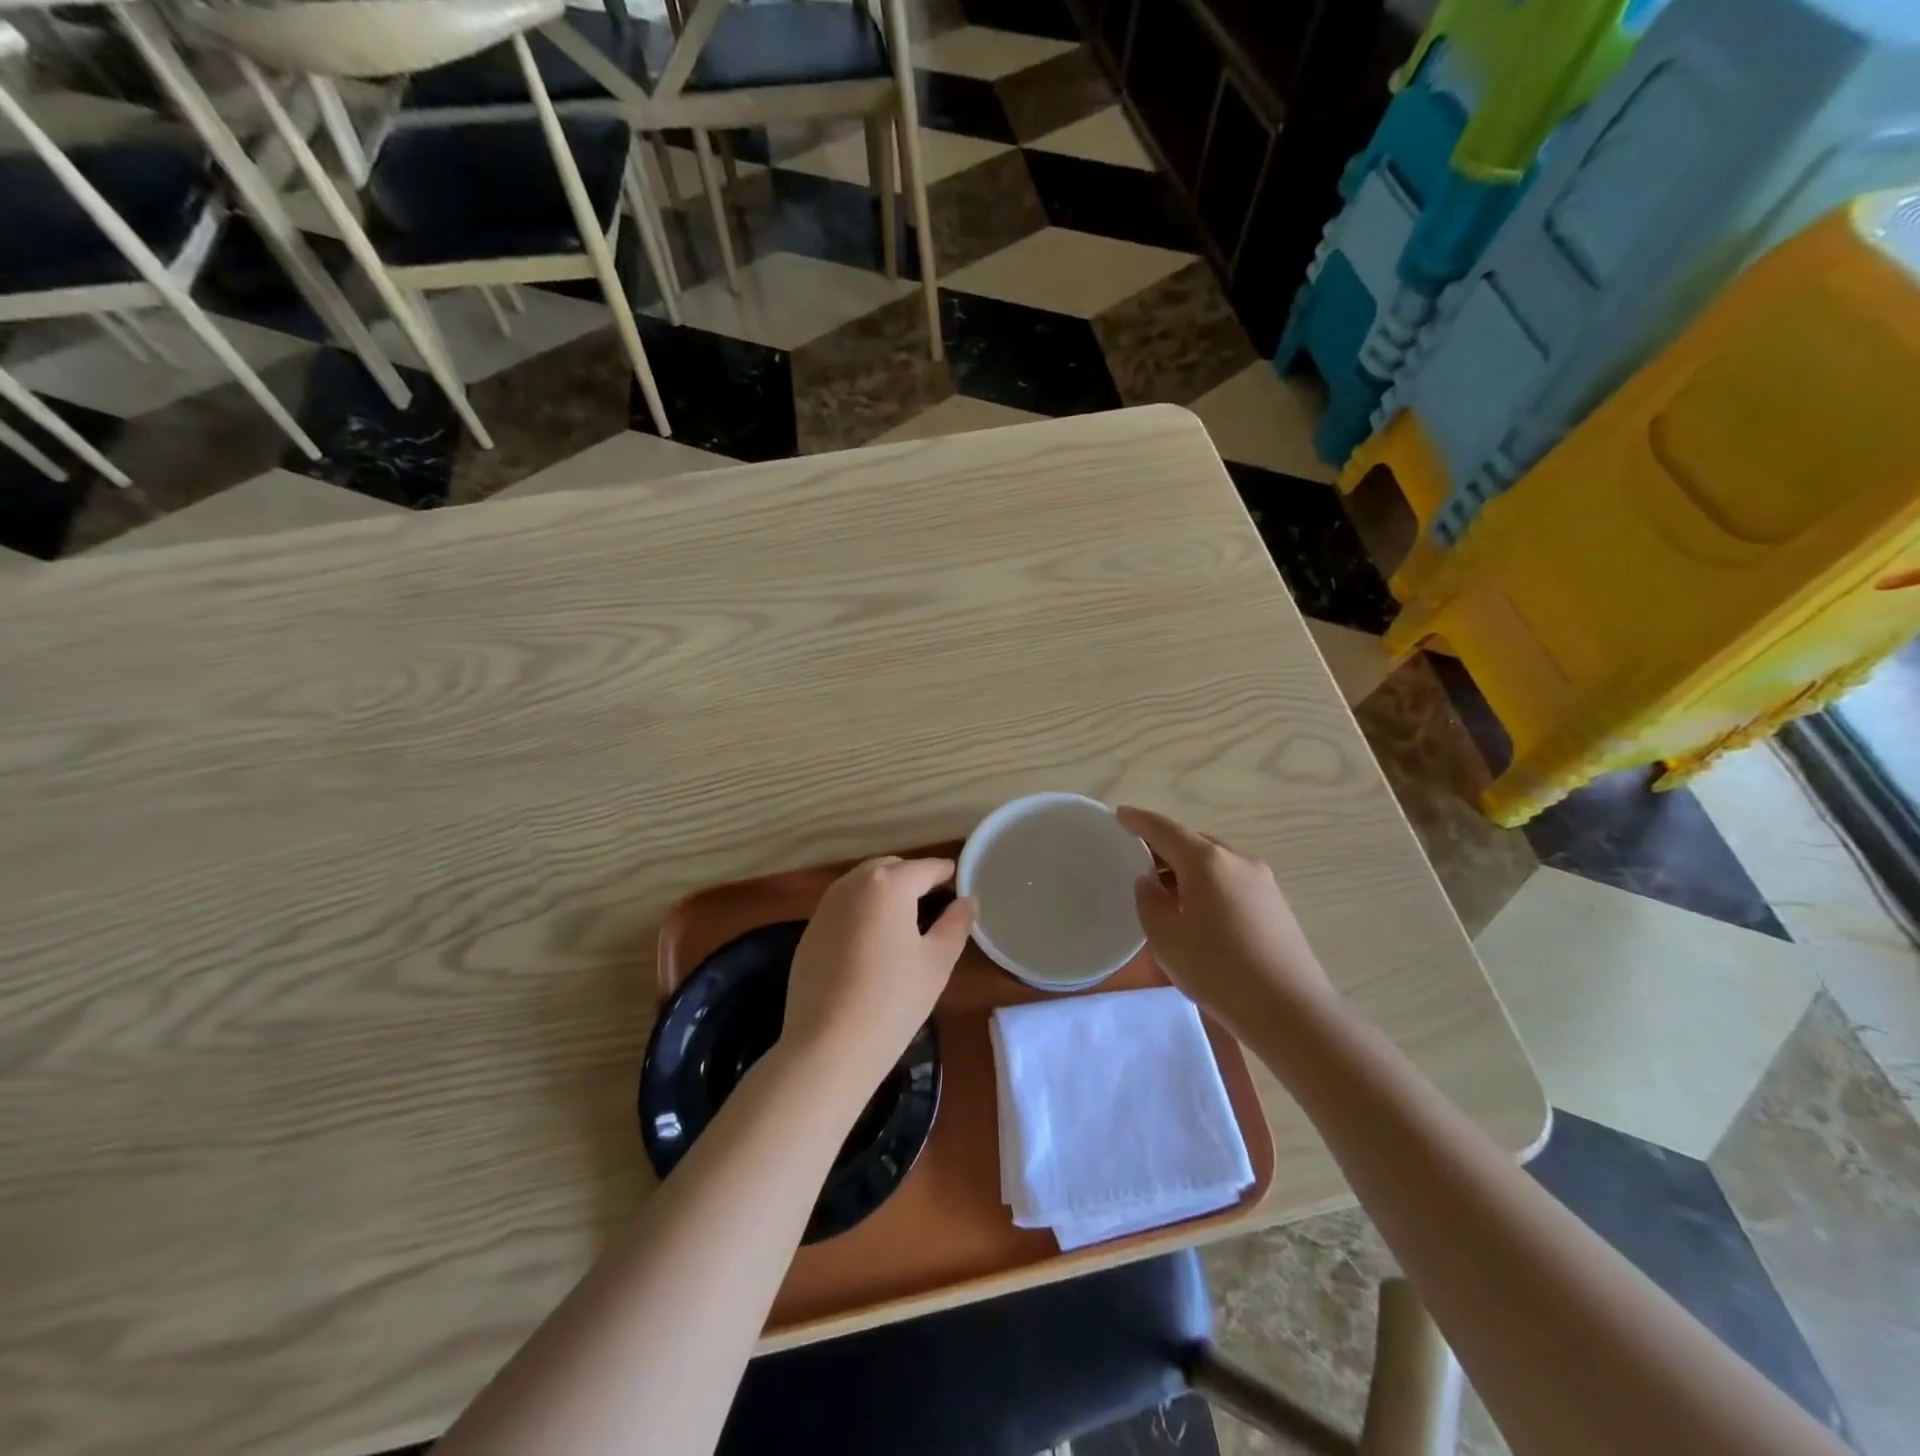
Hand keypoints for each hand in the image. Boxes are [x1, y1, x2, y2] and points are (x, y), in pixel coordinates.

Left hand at [783, 857, 976, 1094]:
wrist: (827, 1046)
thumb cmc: (892, 1000)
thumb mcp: (936, 962)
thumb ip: (956, 924)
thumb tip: (967, 901)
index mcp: (888, 884)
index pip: (926, 868)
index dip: (948, 875)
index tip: (961, 887)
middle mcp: (852, 884)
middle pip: (891, 868)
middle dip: (914, 878)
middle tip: (936, 904)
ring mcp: (825, 906)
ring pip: (863, 884)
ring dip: (886, 892)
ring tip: (905, 921)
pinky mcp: (809, 931)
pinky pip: (844, 907)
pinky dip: (862, 911)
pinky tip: (872, 943)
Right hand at [1117, 806, 1336, 1036]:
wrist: (1290, 1011)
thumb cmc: (1217, 970)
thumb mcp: (1166, 938)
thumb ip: (1149, 902)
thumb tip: (1151, 882)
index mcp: (1206, 861)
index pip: (1165, 829)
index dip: (1139, 821)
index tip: (1120, 815)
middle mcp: (1237, 860)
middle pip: (1193, 842)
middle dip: (1164, 847)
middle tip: (1139, 860)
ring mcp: (1263, 881)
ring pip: (1215, 862)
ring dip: (1188, 868)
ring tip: (1167, 890)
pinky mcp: (1276, 904)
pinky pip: (1232, 880)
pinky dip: (1209, 884)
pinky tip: (1200, 910)